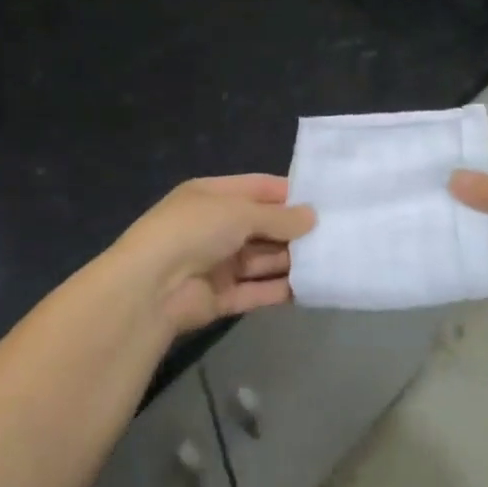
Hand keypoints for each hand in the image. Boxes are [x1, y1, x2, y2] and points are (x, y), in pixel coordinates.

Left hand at [112, 175, 317, 336]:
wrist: (150, 288)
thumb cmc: (194, 231)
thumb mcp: (238, 212)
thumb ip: (278, 216)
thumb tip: (312, 216)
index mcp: (212, 196)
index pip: (258, 189)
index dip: (289, 194)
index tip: (325, 201)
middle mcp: (216, 227)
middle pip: (263, 226)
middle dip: (295, 230)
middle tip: (337, 233)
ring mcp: (218, 264)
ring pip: (263, 260)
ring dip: (292, 261)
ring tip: (332, 260)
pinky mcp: (222, 297)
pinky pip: (257, 291)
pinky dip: (281, 290)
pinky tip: (311, 288)